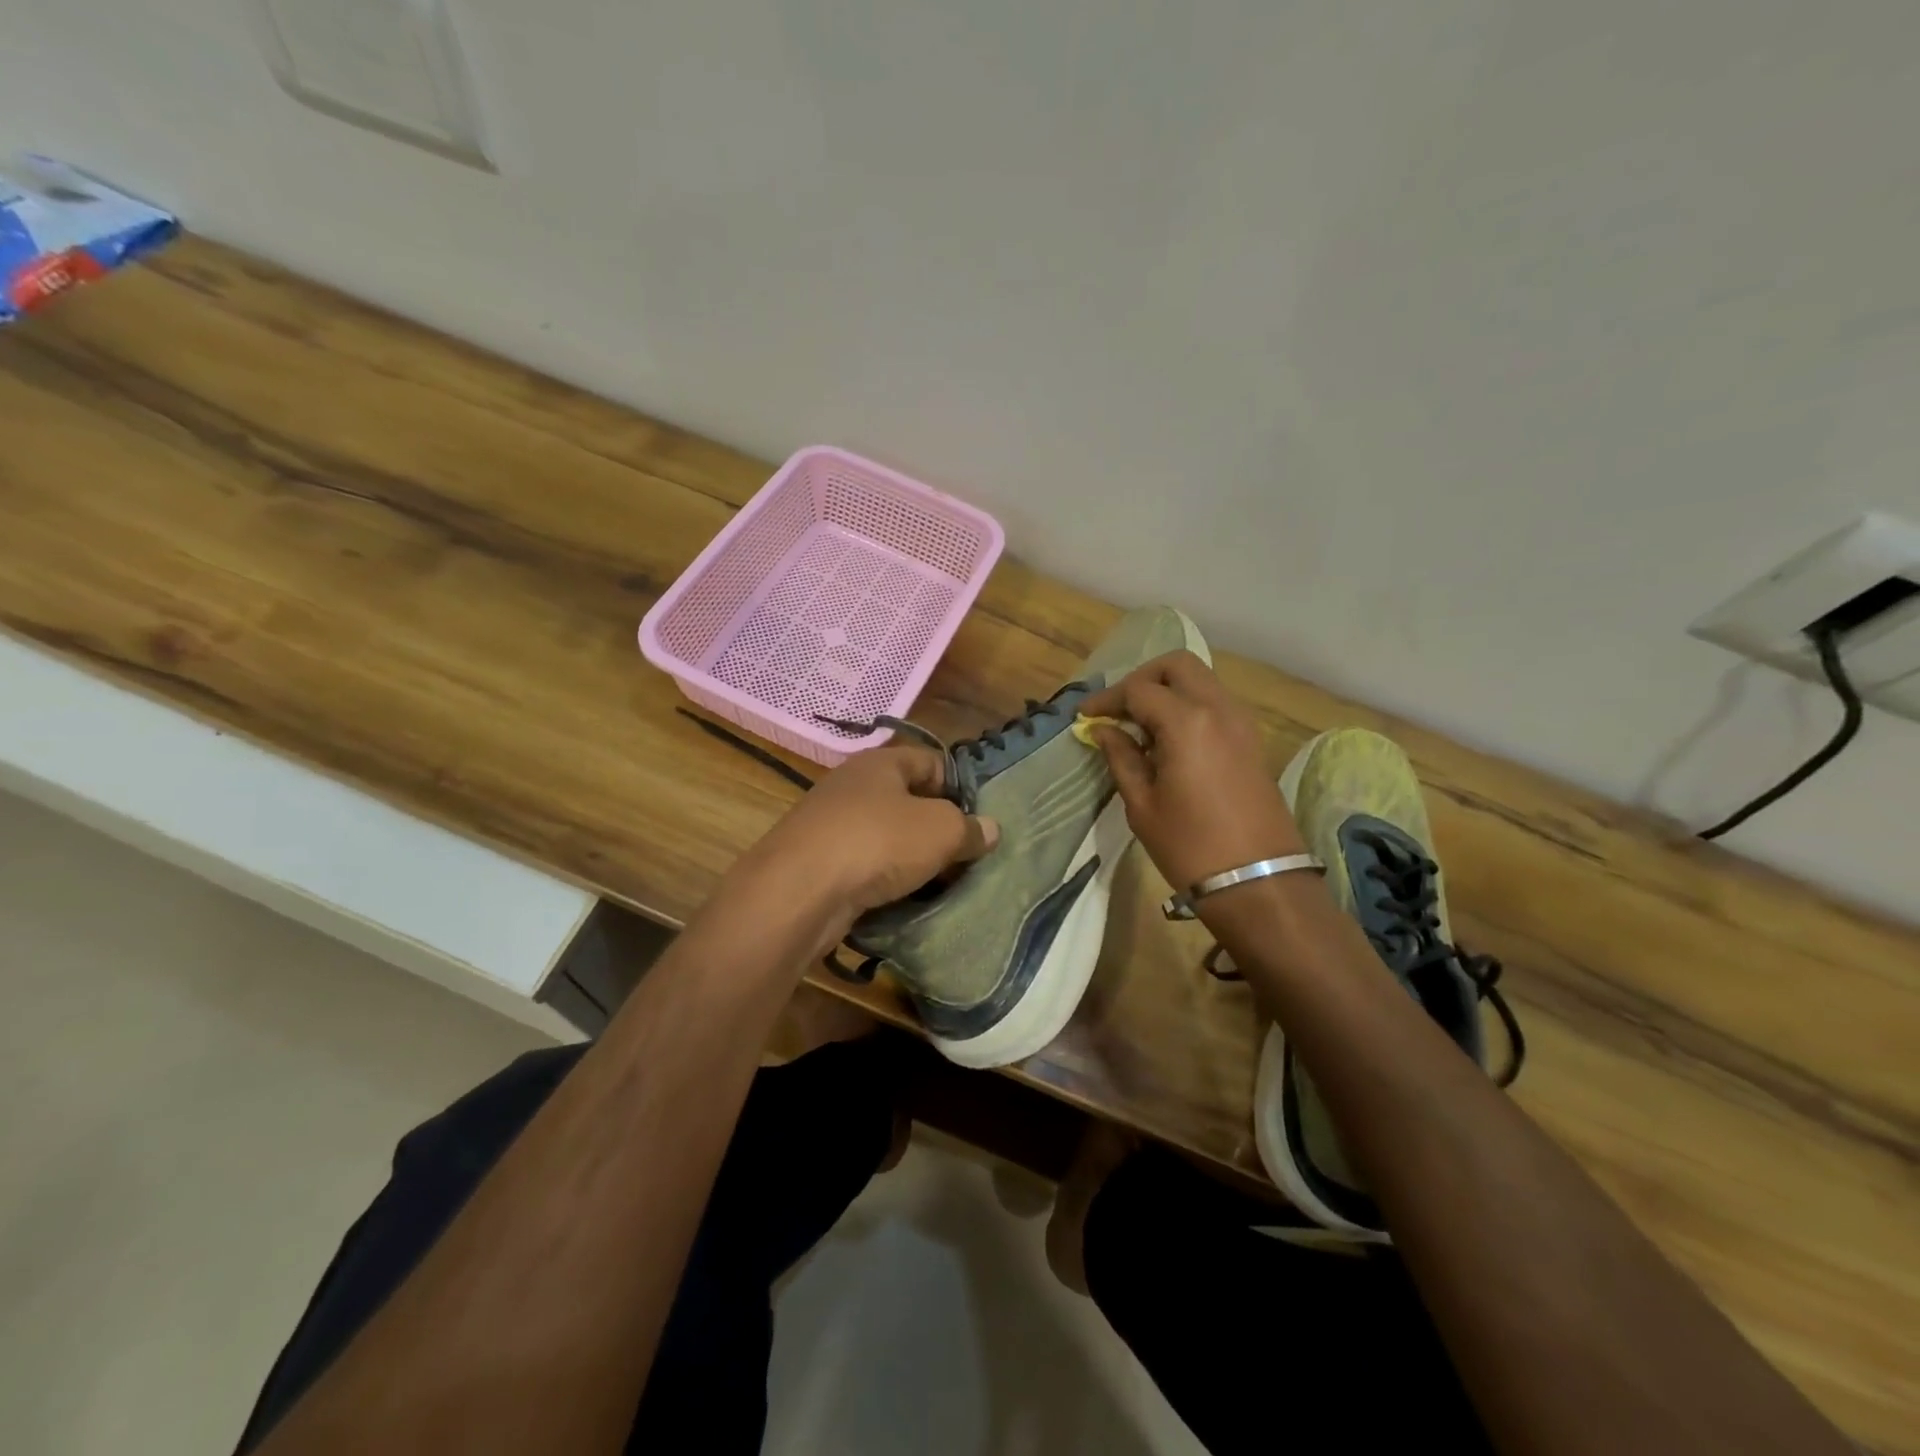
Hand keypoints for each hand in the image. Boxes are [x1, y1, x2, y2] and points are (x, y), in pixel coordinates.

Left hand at [732, 746, 998, 939]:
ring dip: (911, 857)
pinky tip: (903, 899)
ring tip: (940, 882)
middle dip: (937, 827)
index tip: (980, 818)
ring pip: (885, 836)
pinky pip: (864, 865)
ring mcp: (831, 824)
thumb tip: (990, 830)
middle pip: (908, 800)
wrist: (800, 891)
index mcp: (881, 763)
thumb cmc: (878, 842)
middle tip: (965, 855)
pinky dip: (884, 880)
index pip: (931, 761)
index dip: (959, 786)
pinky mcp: (818, 862)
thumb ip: (970, 828)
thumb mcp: (941, 830)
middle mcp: (853, 786)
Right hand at [1078, 651, 1304, 893]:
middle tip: (1118, 708)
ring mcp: (1241, 722)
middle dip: (1142, 678)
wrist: (1259, 881)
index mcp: (1186, 722)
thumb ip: (1121, 757)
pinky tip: (1169, 740)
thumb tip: (1103, 730)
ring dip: (1168, 690)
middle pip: (1177, 665)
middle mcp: (1218, 709)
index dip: (1107, 699)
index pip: (1138, 689)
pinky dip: (1189, 706)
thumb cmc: (1190, 847)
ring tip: (1141, 726)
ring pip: (1201, 680)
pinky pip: (1215, 703)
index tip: (1085, 716)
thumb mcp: (1142, 804)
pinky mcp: (1252, 740)